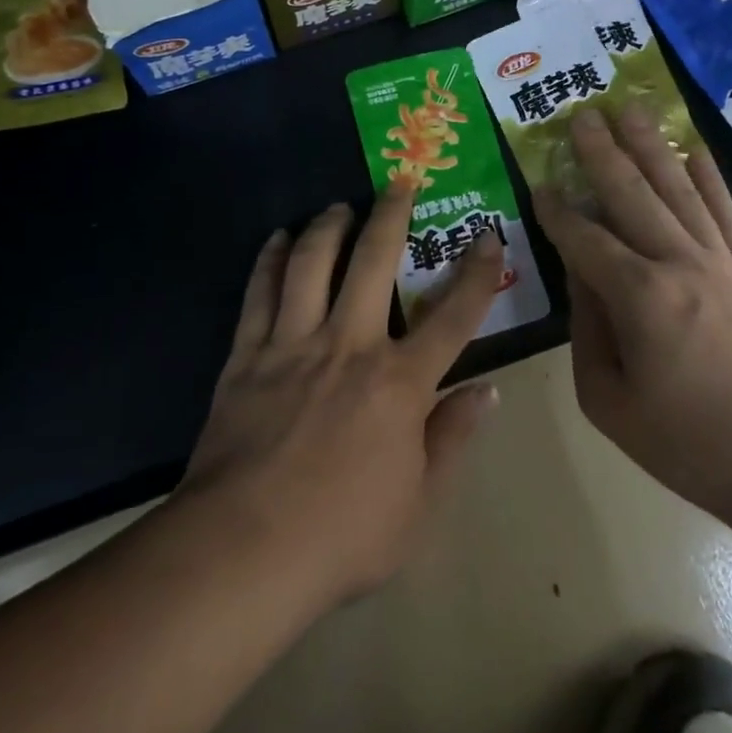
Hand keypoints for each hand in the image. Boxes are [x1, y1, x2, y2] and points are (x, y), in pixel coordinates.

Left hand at [181, 180, 503, 604]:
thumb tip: (488, 391)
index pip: (454, 316)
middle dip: (392, 215)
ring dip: (329, 226)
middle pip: (375, 262)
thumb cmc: (342, 536)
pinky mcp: (247, 355)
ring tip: (338, 206)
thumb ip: (454, 440)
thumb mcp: (420, 505)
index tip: (488, 235)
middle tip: (399, 180)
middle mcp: (350, 346)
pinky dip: (271, 260)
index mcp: (400, 383)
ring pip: (313, 263)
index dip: (478, 273)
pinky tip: (278, 240)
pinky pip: (260, 293)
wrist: (243, 551)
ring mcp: (294, 344)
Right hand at [532, 105, 731, 531]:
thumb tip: (581, 276)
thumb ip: (587, 331)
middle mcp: (680, 264)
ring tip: (630, 109)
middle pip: (632, 194)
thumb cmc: (691, 446)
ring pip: (678, 190)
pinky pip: (726, 212)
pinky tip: (692, 150)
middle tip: (582, 113)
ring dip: (650, 146)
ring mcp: (723, 262)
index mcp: (640, 298)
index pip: (585, 240)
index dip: (557, 212)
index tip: (539, 183)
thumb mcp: (610, 402)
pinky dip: (707, 178)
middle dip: (602, 152)